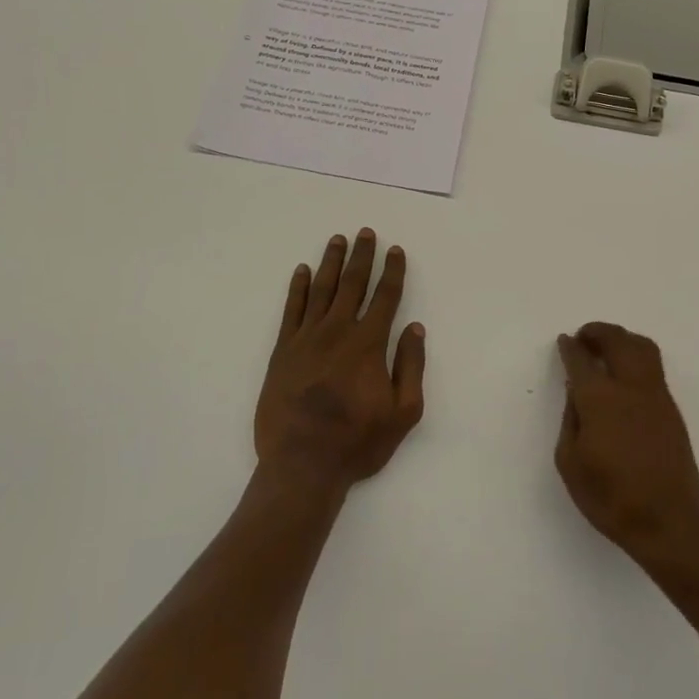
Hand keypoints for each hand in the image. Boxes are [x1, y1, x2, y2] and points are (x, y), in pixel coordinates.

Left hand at [256, 230, 425, 490]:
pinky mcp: (283, 351)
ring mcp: (306, 339)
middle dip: (361, 256)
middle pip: (352, 284)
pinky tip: (301, 271)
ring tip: (337, 240)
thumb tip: (415, 328)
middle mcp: (337, 332)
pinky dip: (297, 288)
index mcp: (368, 344)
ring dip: (330, 262)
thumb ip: (411, 366)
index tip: (396, 250)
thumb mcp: (403, 413)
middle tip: (366, 233)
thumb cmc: (357, 442)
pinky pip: (291, 310)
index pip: (384, 297)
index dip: (392, 272)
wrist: (302, 465)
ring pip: (321, 290)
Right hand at [555, 323, 698, 562]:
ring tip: (607, 347)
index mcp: (600, 399)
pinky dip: (636, 356)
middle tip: (583, 336)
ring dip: (622, 338)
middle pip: (617, 341)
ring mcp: (656, 396)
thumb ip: (570, 419)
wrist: (667, 522)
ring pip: (642, 347)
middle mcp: (630, 387)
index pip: (581, 360)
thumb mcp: (570, 462)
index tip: (564, 341)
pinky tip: (625, 373)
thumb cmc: (609, 497)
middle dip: (598, 332)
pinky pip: (653, 367)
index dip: (570, 348)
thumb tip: (575, 392)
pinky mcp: (672, 409)